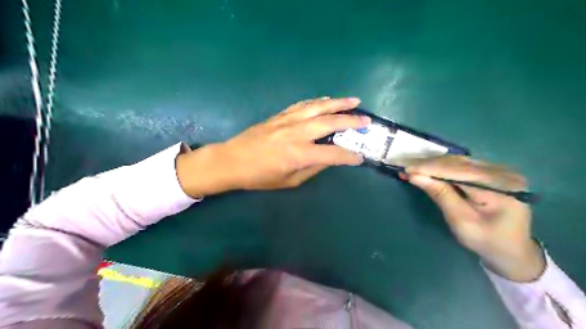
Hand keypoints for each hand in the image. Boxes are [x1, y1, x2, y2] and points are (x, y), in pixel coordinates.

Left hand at [175, 97, 369, 194]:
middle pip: (329, 122)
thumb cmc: (259, 176)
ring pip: (318, 107)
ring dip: (338, 103)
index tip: (360, 157)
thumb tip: (329, 159)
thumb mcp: (289, 181)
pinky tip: (326, 100)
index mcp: (299, 154)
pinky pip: (303, 104)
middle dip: (351, 120)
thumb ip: (312, 168)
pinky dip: (318, 101)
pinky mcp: (280, 115)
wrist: (232, 160)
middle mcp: (296, 133)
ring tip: (354, 101)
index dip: (349, 156)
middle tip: (366, 120)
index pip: (333, 154)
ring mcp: (288, 120)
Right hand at [404, 156, 544, 280]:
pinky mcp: (491, 173)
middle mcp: (503, 172)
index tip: (406, 169)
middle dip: (429, 164)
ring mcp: (499, 170)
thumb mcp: (461, 221)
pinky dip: (442, 167)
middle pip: (458, 163)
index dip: (430, 168)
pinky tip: (427, 169)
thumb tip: (415, 176)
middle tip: (404, 166)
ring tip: (412, 167)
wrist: (512, 251)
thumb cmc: (486, 241)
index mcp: (501, 187)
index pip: (459, 171)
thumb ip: (440, 195)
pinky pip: (462, 166)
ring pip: (458, 162)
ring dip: (433, 164)